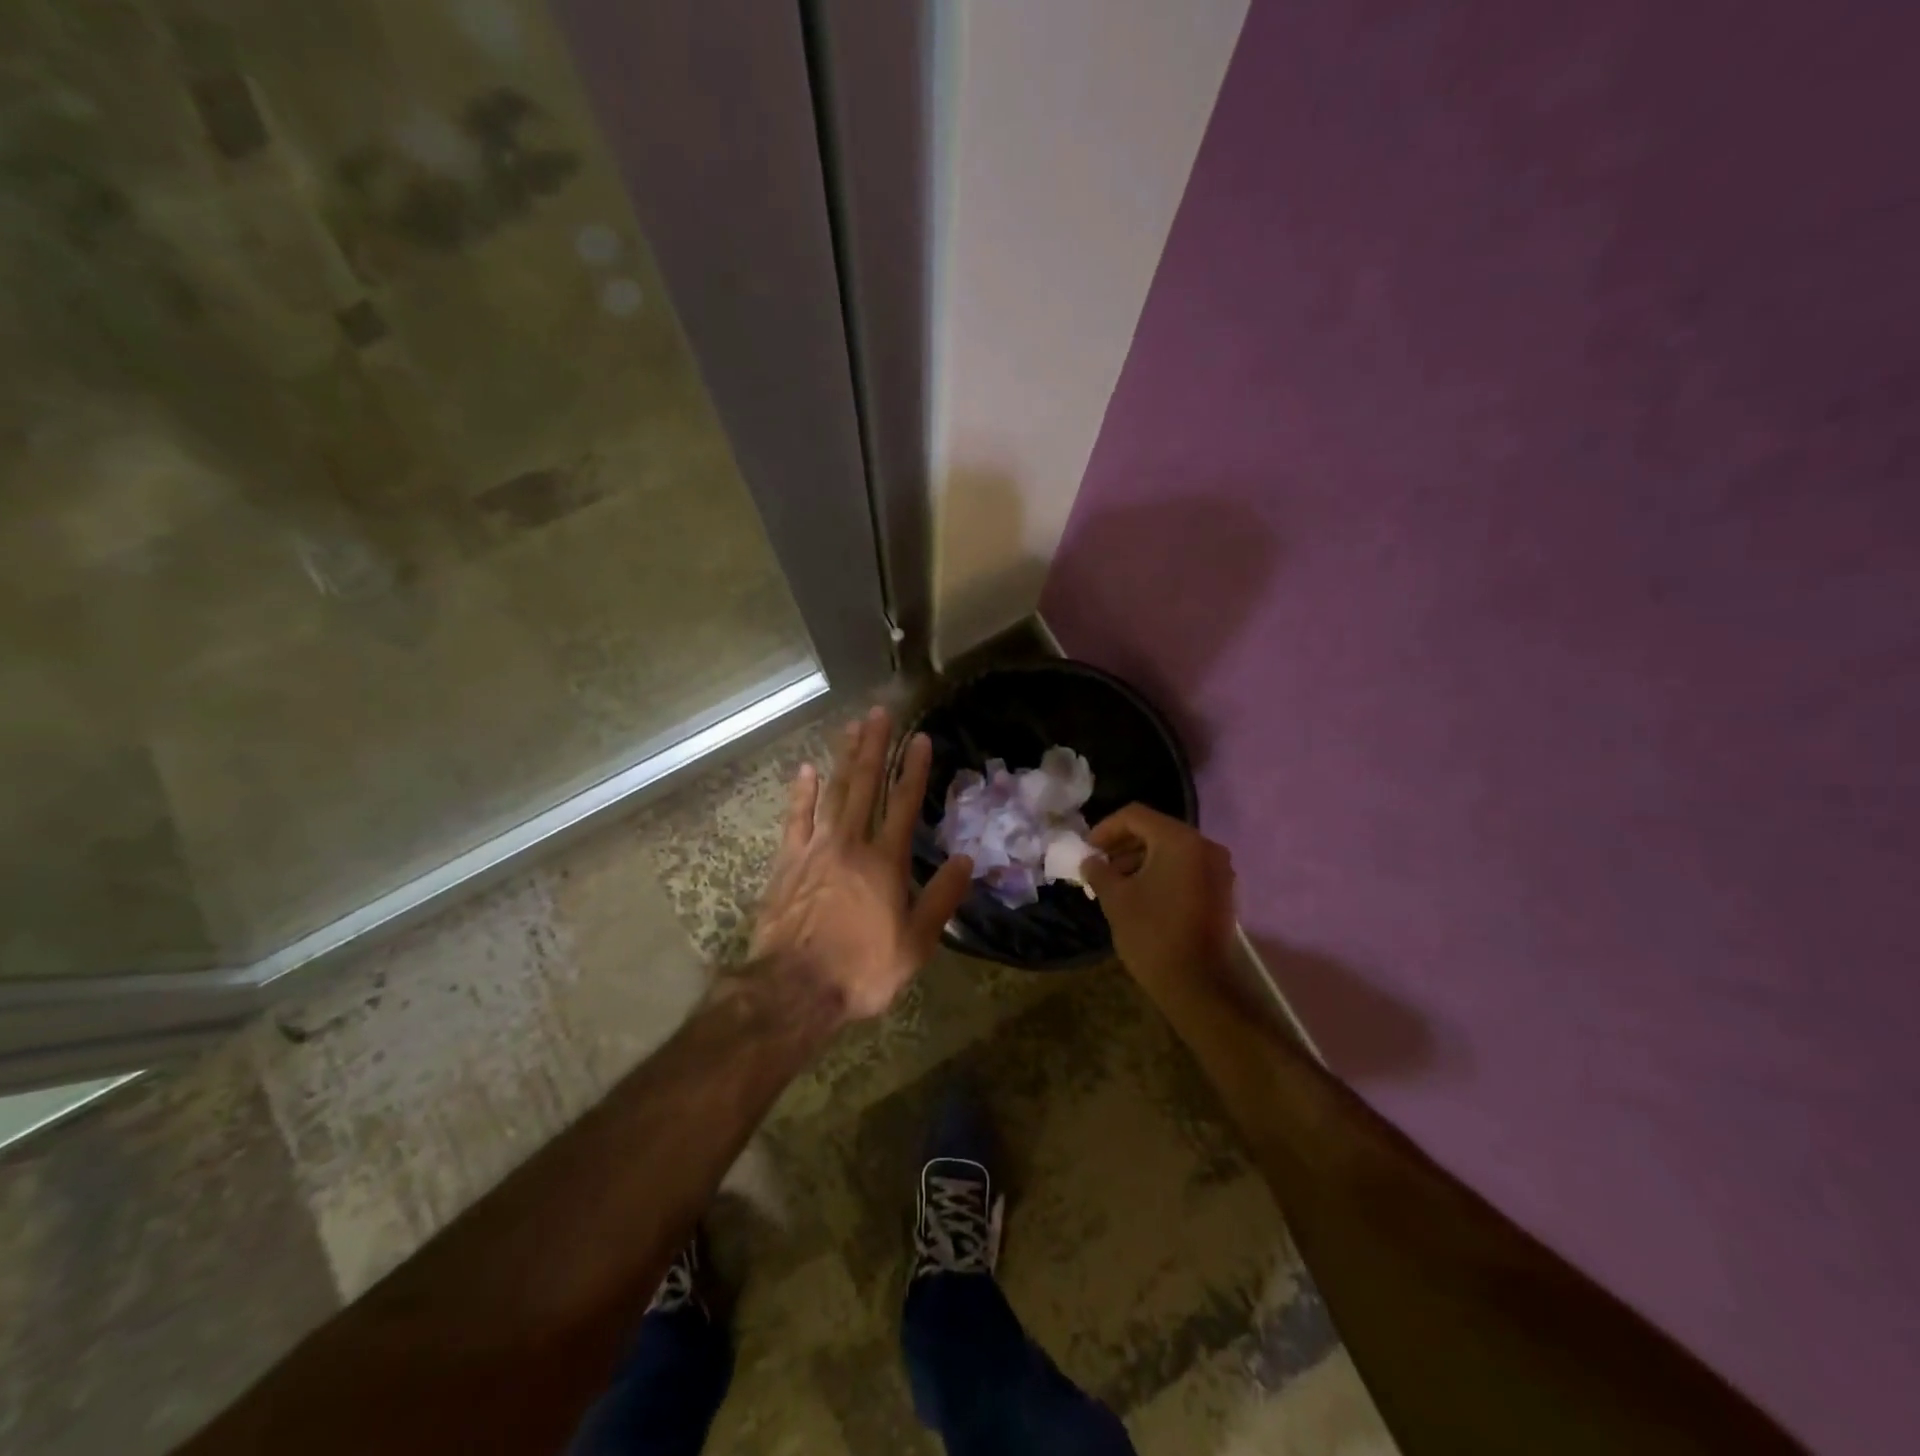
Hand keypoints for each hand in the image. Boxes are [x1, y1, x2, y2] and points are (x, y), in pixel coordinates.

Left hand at [750, 707, 973, 1022]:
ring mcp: (816, 849)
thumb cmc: (862, 969)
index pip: (905, 804)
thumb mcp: (916, 944)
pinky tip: (806, 769)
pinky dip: (801, 793)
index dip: (915, 769)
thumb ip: (941, 899)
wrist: (794, 989)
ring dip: (844, 758)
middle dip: (875, 746)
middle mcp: (852, 844)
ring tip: (852, 727)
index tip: (921, 739)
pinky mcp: (787, 862)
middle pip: (866, 785)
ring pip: (833, 793)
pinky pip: (795, 818)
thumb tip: (966, 860)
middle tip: (880, 712)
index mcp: (886, 862)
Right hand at [1083, 805, 1237, 994]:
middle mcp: (1205, 846)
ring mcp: (1218, 869)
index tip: (1087, 849)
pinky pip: (1186, 868)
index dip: (1106, 828)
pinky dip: (1161, 872)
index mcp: (1180, 840)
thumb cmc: (1152, 934)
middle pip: (1156, 830)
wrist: (1198, 985)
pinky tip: (1140, 893)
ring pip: (1172, 850)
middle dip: (1123, 844)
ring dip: (1141, 859)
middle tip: (1098, 864)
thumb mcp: (1115, 899)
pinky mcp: (1222, 891)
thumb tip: (1090, 860)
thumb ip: (1098, 871)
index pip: (1135, 816)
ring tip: (1115, 882)